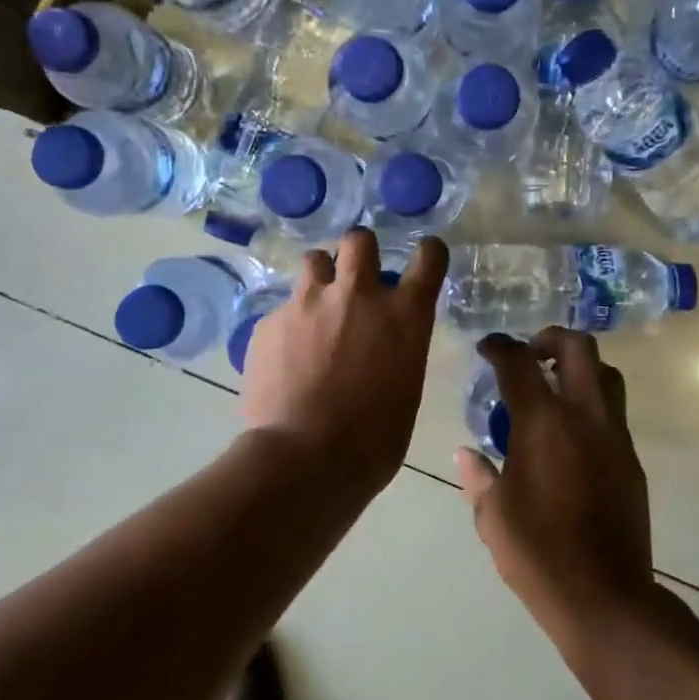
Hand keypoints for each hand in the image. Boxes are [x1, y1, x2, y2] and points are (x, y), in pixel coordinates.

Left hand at [242, 229, 447, 482]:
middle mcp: (358, 294)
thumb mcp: (405, 387)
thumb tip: (383, 344)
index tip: (423, 260)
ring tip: (316, 311)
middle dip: (359, 252)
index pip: (429, 257)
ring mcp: (308, 302)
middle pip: (359, 239)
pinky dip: (288, 325)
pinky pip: (283, 309)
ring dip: (320, 279)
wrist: (305, 460)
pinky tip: (285, 358)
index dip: (428, 254)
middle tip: (355, 279)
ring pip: (314, 261)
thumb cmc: (374, 439)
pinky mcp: (269, 322)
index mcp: (404, 314)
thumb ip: (398, 349)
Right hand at [456, 329, 659, 655]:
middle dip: (550, 337)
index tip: (487, 347)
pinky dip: (592, 405)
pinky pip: (614, 413)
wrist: (605, 597)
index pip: (519, 362)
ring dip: (580, 367)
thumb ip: (479, 476)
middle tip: (529, 353)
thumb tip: (467, 454)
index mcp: (543, 423)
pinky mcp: (631, 460)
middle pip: (578, 347)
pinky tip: (571, 435)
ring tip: (554, 386)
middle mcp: (584, 417)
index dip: (500, 346)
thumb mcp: (493, 515)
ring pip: (607, 374)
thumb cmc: (538, 554)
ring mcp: (615, 436)